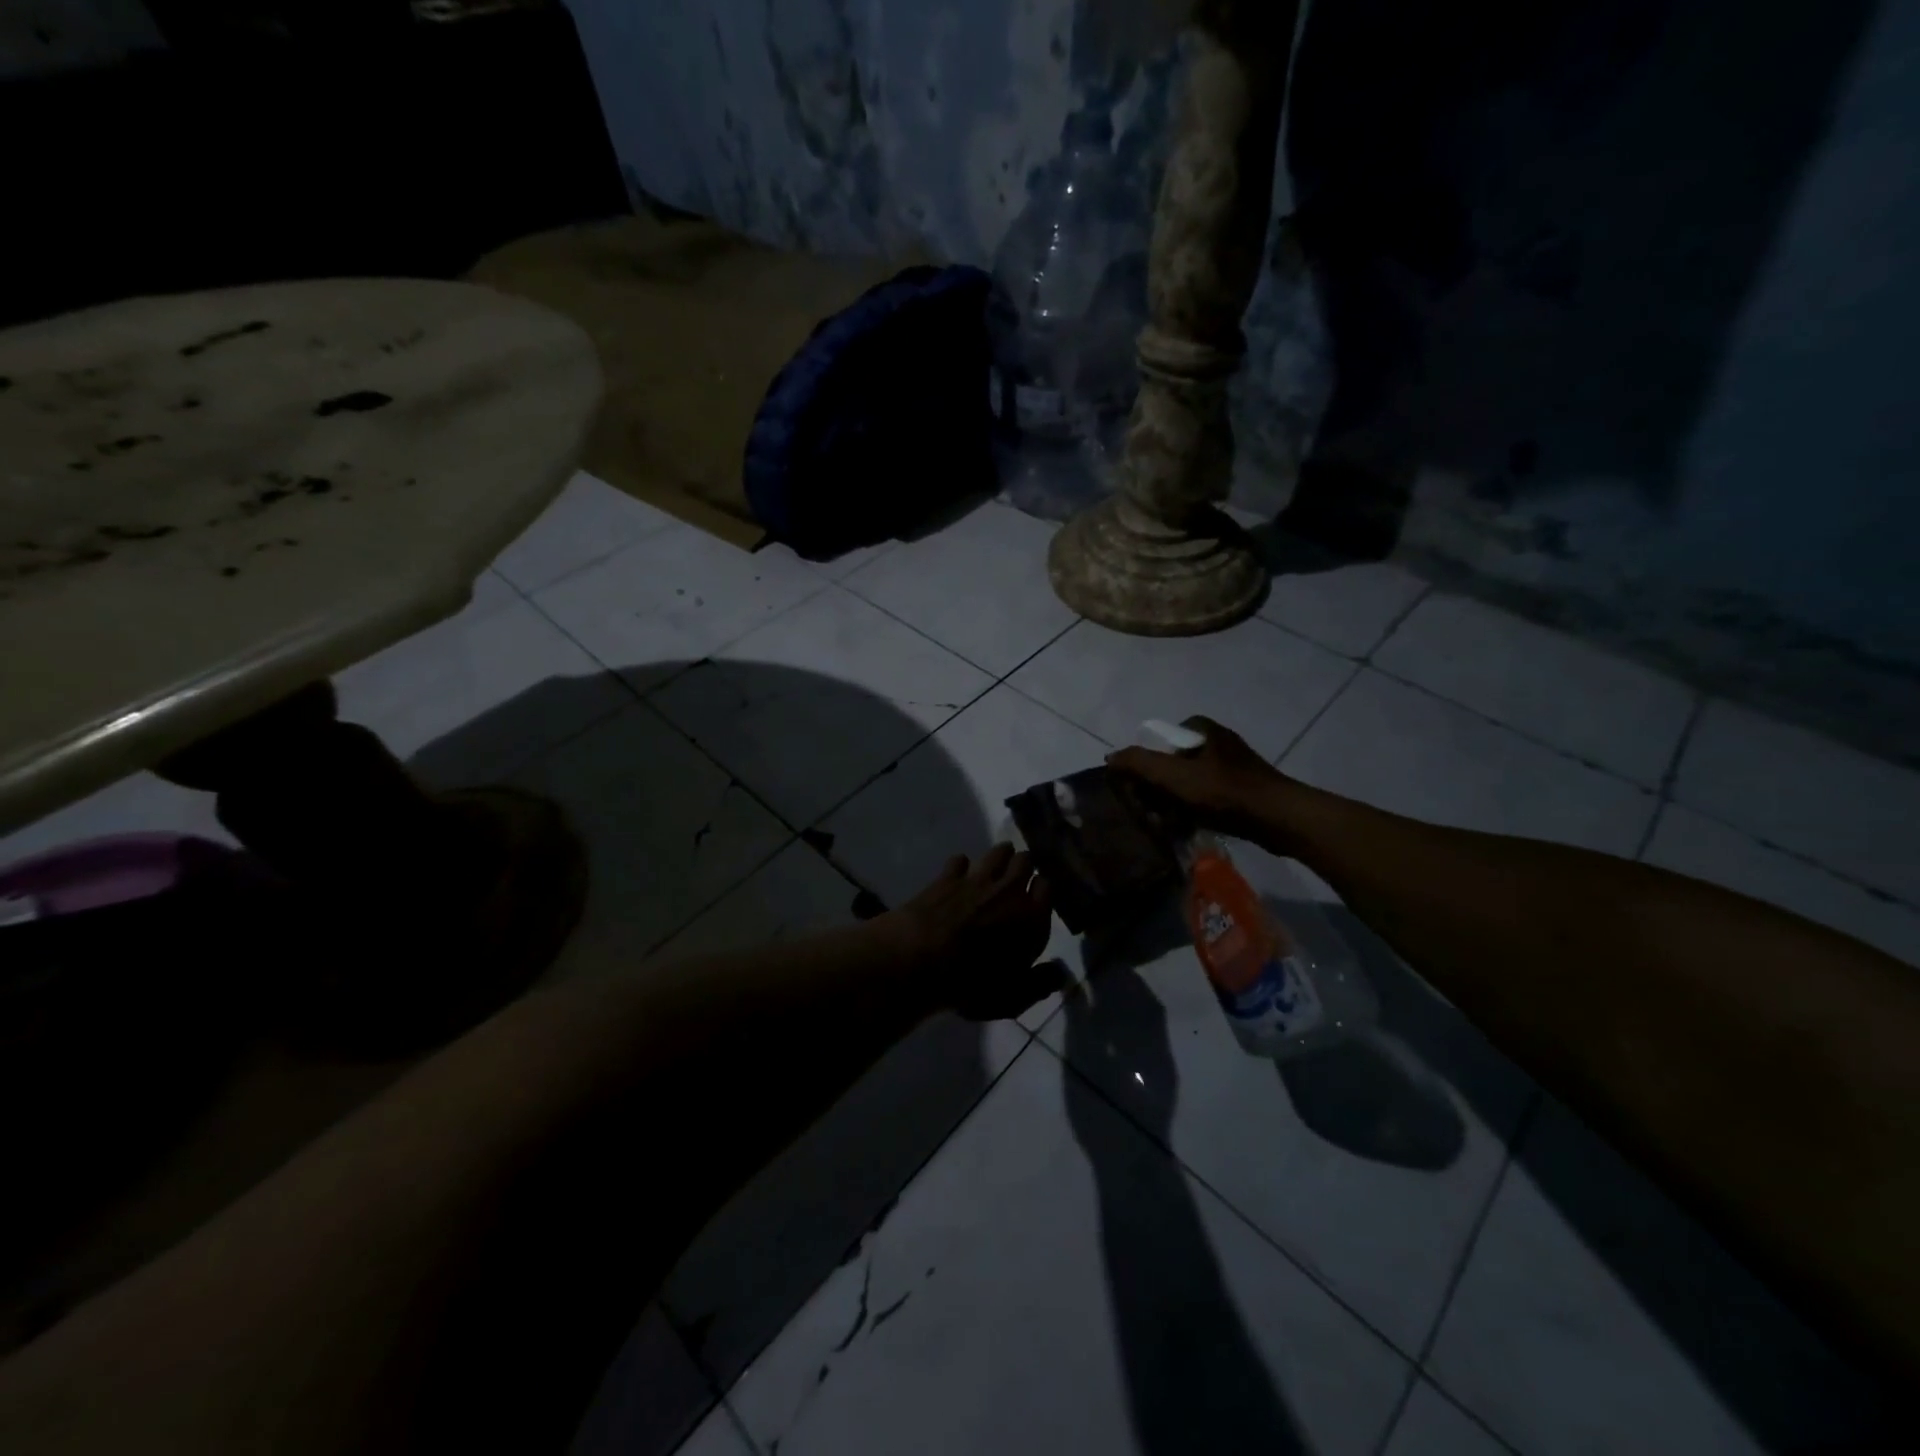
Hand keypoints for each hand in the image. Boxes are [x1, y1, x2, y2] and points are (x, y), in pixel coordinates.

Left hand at [886, 844, 1062, 1020]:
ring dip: (1001, 855)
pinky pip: (961, 859)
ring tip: (997, 865)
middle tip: (1018, 876)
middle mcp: (1009, 890)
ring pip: (998, 852)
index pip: (1047, 887)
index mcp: (1031, 917)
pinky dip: (962, 865)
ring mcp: (978, 879)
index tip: (1037, 896)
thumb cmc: (972, 984)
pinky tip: (959, 875)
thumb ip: (1040, 983)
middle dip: (1024, 865)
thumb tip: (1061, 972)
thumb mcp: (1012, 996)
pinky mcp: (949, 876)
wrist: (920, 959)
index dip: (1042, 889)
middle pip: (1025, 861)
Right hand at [1105, 716, 1290, 846]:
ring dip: (1177, 801)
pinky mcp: (1245, 788)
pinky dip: (1197, 809)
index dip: (1146, 765)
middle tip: (1153, 809)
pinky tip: (1193, 826)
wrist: (1278, 818)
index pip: (1159, 741)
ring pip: (1190, 782)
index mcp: (1202, 728)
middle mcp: (1218, 740)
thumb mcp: (1174, 776)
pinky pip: (1209, 796)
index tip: (1141, 788)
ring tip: (1171, 822)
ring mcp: (1234, 765)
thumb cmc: (1223, 792)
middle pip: (1173, 763)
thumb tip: (1110, 757)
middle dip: (1160, 787)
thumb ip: (1138, 763)